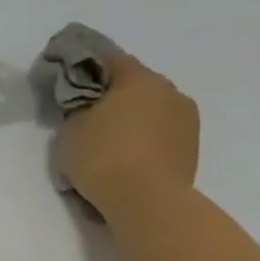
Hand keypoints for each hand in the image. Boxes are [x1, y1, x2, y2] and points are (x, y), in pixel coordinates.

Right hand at [56, 55, 199, 219]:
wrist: (147, 201)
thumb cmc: (103, 156)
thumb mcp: (71, 127)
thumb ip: (78, 107)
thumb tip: (87, 103)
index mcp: (139, 78)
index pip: (109, 59)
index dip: (85, 68)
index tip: (68, 83)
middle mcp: (169, 91)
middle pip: (134, 84)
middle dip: (111, 96)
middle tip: (86, 116)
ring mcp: (186, 119)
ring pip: (150, 109)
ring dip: (131, 119)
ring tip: (107, 143)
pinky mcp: (191, 147)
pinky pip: (160, 133)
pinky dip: (143, 139)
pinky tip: (126, 159)